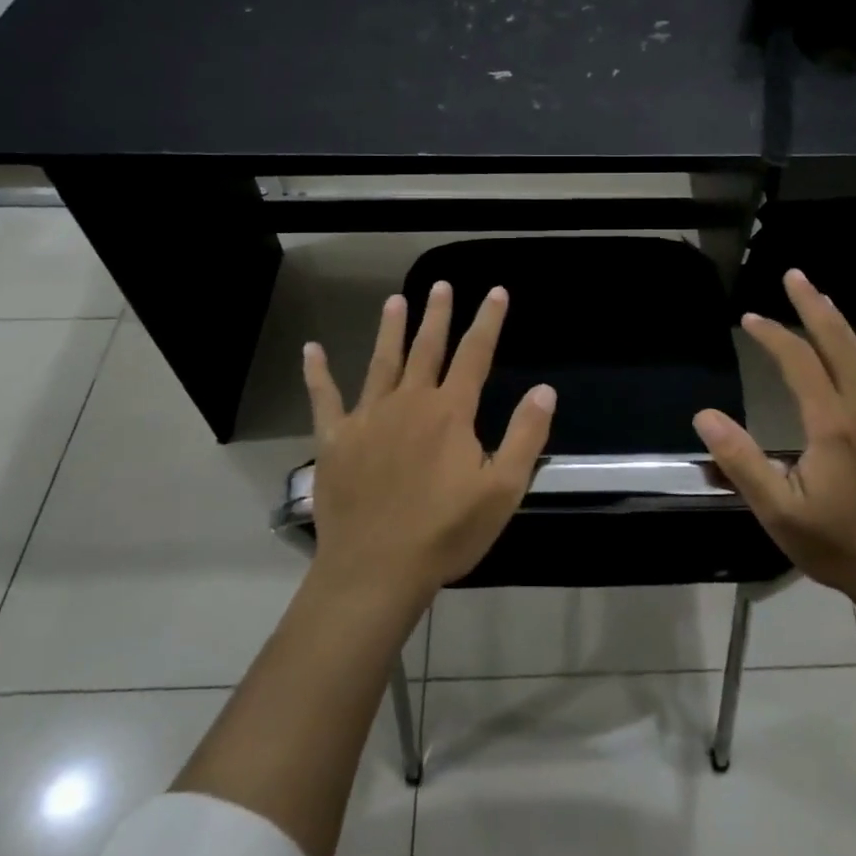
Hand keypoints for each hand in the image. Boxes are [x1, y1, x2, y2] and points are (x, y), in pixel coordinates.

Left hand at [301, 281, 555, 608]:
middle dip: (437, 315)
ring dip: (390, 329)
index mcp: (450, 412)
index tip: (495, 292)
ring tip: (395, 300)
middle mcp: (409, 402)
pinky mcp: (335, 439)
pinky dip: (317, 373)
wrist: (376, 570)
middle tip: (439, 285)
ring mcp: (368, 417)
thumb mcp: (503, 490)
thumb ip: (525, 436)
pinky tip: (311, 350)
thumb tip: (544, 390)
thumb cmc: (446, 532)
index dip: (488, 321)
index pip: (475, 354)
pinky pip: (324, 398)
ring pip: (381, 362)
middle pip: (427, 348)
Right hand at [693, 268, 855, 604]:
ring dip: (841, 325)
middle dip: (813, 306)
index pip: (799, 361)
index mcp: (833, 424)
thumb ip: (741, 461)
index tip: (749, 319)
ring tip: (823, 299)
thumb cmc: (838, 544)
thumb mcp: (778, 511)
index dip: (773, 334)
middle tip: (794, 276)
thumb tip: (705, 415)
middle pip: (838, 343)